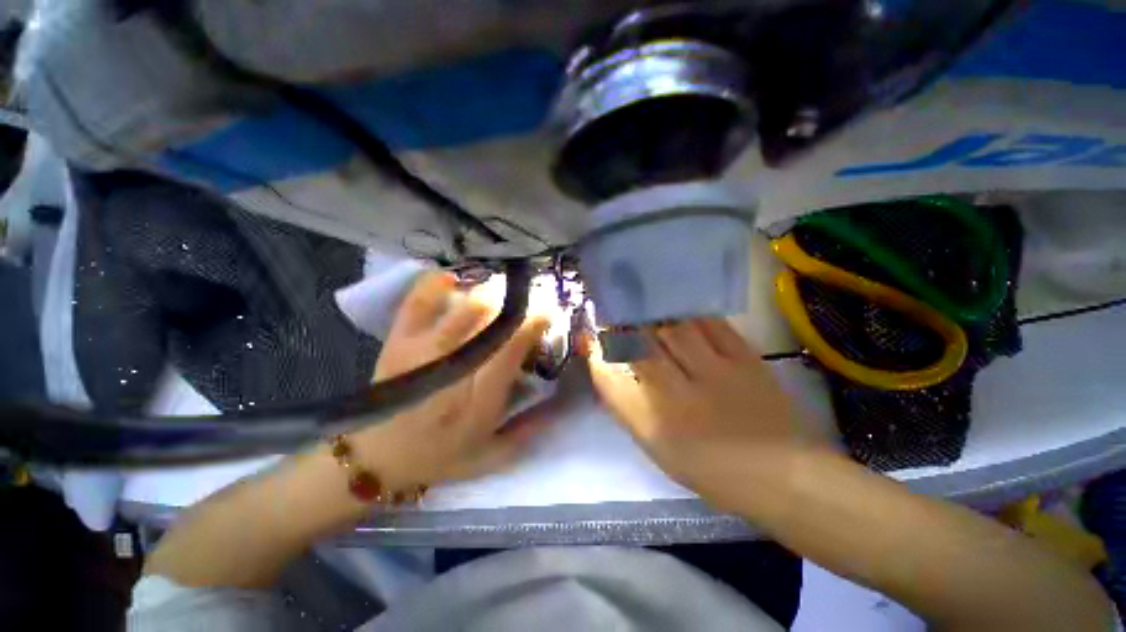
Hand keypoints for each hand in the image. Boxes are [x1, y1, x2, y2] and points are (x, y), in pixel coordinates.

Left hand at [348, 273, 549, 490]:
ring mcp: (421, 350)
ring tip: (501, 290)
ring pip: (463, 307)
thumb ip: (529, 430)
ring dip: (488, 292)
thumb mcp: (492, 456)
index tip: (548, 311)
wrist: (376, 458)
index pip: (512, 349)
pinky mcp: (399, 340)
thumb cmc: (440, 456)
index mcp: (479, 400)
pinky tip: (453, 280)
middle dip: (515, 302)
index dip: (533, 323)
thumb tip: (560, 403)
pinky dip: (436, 284)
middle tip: (528, 298)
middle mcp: (453, 369)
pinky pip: (418, 300)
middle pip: (489, 319)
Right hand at [587, 319, 823, 490]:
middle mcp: (679, 396)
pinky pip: (710, 325)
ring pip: (672, 329)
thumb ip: (629, 406)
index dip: (596, 353)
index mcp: (655, 425)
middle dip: (620, 326)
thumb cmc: (711, 469)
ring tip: (643, 305)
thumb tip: (608, 368)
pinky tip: (681, 310)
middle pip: (639, 346)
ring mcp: (715, 374)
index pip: (610, 378)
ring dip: (653, 315)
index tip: (590, 338)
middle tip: (614, 313)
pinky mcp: (745, 359)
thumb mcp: (658, 447)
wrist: (782, 473)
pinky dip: (691, 314)